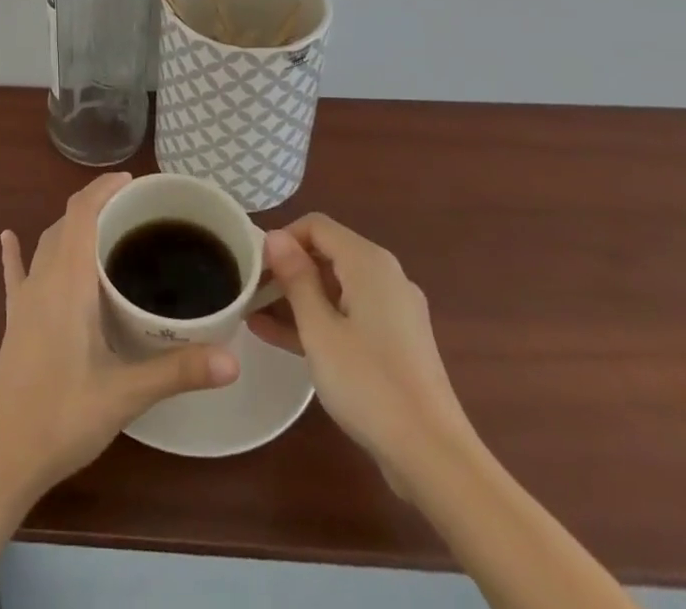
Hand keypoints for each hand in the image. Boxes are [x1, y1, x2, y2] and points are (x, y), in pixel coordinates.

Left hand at [0, 173, 239, 500]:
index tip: (134, 181)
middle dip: (96, 204)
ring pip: (46, 243)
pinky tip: (8, 237)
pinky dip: (16, 252)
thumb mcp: (125, 395)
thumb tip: (233, 359)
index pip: (82, 213)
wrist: (1, 456)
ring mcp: (24, 299)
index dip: (104, 189)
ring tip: (103, 225)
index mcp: (68, 282)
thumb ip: (177, 371)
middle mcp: (43, 279)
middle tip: (134, 208)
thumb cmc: (63, 418)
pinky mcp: (13, 320)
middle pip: (66, 222)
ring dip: (71, 226)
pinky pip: (15, 274)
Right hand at [250, 213, 473, 494]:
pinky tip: (280, 337)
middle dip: (287, 268)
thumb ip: (295, 278)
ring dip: (298, 297)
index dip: (282, 239)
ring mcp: (394, 310)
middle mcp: (385, 276)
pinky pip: (349, 315)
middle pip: (327, 253)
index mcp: (369, 262)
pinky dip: (319, 320)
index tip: (254, 265)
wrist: (434, 458)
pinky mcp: (396, 342)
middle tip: (250, 290)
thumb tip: (275, 237)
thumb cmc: (369, 384)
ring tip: (254, 313)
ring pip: (336, 287)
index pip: (316, 226)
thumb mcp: (319, 330)